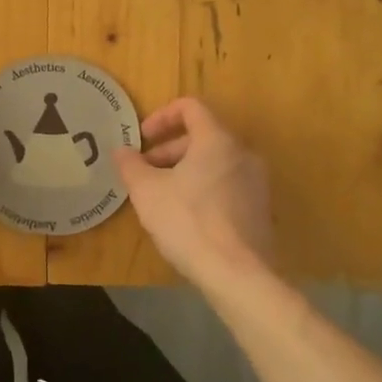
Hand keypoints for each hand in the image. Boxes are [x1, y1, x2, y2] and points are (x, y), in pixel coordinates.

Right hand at [114, 97, 274, 285]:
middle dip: (169, 149)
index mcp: (217, 140)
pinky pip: (227, 185)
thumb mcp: (146, 192)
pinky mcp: (260, 209)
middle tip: (145, 171)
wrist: (238, 274)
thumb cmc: (188, 222)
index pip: (191, 108)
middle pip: (203, 136)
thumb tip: (121, 151)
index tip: (143, 138)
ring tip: (162, 196)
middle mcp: (243, 154)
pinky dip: (204, 188)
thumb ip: (131, 165)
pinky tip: (186, 217)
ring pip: (215, 163)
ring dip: (185, 170)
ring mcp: (256, 183)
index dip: (162, 116)